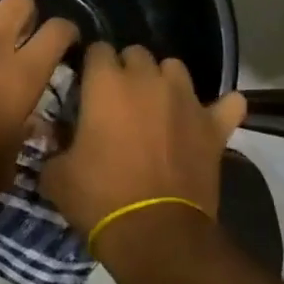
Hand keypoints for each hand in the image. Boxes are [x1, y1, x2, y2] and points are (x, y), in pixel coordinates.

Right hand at [41, 42, 246, 249]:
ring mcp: (186, 100)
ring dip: (165, 81)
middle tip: (119, 101)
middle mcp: (148, 80)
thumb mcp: (57, 176)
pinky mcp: (214, 126)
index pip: (98, 50)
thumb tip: (54, 140)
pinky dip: (221, 109)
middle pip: (137, 54)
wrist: (156, 233)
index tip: (87, 87)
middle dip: (127, 70)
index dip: (91, 66)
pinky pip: (228, 104)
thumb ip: (54, 147)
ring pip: (176, 69)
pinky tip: (212, 118)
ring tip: (159, 106)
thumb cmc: (100, 198)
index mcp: (107, 84)